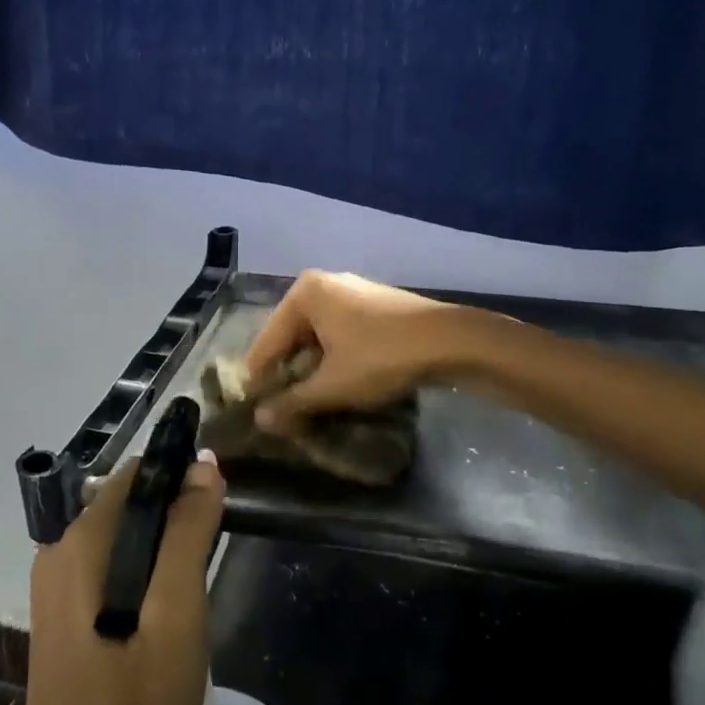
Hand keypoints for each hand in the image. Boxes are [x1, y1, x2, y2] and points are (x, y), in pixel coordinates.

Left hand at [15, 451, 226, 704]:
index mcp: (80, 542)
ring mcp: (55, 591)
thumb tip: (203, 464)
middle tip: (214, 552)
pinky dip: (142, 574)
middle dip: (174, 515)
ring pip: (121, 541)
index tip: (220, 497)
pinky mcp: (62, 622)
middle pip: (128, 505)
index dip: (181, 475)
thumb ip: (188, 534)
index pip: (137, 475)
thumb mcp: (176, 614)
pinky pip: (108, 572)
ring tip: (197, 583)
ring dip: (161, 547)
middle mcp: (59, 554)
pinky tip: (165, 612)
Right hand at [243, 271, 457, 433]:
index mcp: (304, 294)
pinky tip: (338, 383)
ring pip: (316, 337)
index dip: (259, 379)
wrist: (451, 340)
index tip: (252, 410)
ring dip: (311, 369)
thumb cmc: (382, 357)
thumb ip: (293, 402)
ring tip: (307, 402)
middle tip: (281, 410)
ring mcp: (350, 292)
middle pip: (290, 337)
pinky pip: (338, 333)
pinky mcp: (372, 305)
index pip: (267, 342)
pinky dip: (333, 358)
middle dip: (287, 373)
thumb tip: (260, 420)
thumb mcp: (333, 385)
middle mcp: (322, 285)